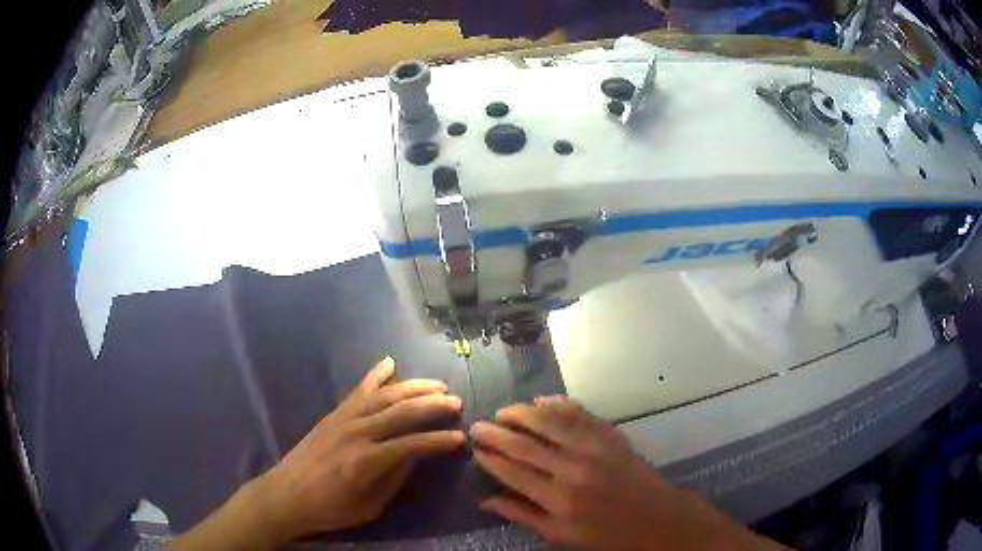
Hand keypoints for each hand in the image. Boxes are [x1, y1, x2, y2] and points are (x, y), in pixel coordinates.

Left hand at [257, 357, 464, 542]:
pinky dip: (376, 375)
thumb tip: (415, 455)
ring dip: (413, 387)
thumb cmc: (330, 508)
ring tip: (436, 386)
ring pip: (385, 395)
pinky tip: (389, 363)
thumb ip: (394, 478)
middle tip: (456, 403)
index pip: (413, 444)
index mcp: (368, 461)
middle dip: (433, 405)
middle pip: (402, 411)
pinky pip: (358, 390)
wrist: (287, 494)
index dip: (439, 441)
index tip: (460, 438)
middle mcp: (358, 432)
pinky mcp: (334, 414)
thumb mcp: (369, 505)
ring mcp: (344, 418)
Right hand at [470, 397, 784, 550]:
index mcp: (558, 499)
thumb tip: (487, 501)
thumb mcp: (562, 536)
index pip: (513, 471)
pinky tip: (542, 401)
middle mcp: (572, 468)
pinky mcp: (612, 436)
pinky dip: (559, 405)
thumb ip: (523, 516)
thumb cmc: (608, 536)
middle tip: (477, 424)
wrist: (658, 520)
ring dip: (522, 413)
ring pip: (550, 422)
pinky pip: (580, 414)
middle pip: (526, 444)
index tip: (474, 447)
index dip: (490, 457)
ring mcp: (594, 448)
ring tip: (503, 410)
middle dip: (497, 432)